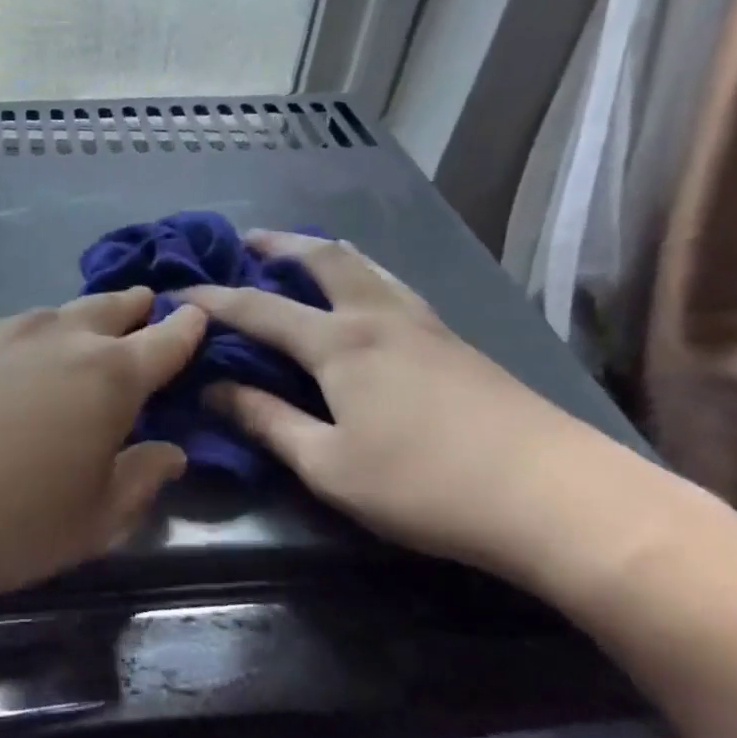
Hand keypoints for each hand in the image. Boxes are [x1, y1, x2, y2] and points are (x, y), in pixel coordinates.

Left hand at [0, 288, 205, 612]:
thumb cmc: (2, 524)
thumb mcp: (90, 522)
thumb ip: (139, 481)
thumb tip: (169, 451)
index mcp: (109, 377)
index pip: (165, 341)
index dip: (187, 330)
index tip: (197, 317)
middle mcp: (60, 337)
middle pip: (111, 308)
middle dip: (135, 309)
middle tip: (146, 308)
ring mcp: (2, 330)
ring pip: (58, 315)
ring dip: (81, 322)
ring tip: (84, 336)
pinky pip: (11, 330)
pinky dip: (30, 339)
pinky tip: (14, 367)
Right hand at [182, 231, 608, 579]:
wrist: (557, 497)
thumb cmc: (425, 485)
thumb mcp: (328, 464)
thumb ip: (267, 422)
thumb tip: (212, 390)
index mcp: (340, 343)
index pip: (259, 309)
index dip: (214, 299)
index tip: (179, 292)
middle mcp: (380, 316)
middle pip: (324, 259)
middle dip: (279, 245)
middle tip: (248, 241)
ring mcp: (426, 324)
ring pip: (368, 266)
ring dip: (326, 253)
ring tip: (303, 256)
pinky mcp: (457, 343)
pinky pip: (394, 287)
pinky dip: (361, 276)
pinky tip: (366, 300)